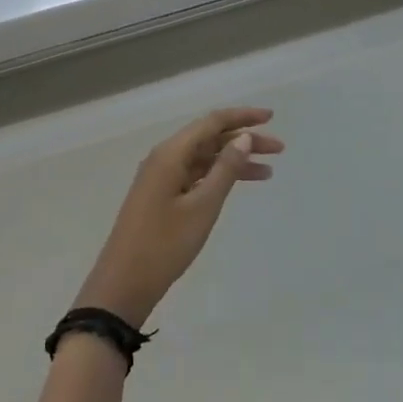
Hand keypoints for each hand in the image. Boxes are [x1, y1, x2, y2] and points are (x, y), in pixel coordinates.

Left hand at [75, 108, 283, 325]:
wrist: (123, 284)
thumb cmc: (164, 244)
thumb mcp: (202, 207)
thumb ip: (225, 170)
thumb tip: (244, 137)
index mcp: (171, 153)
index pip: (212, 122)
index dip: (243, 117)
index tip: (271, 117)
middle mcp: (165, 158)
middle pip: (209, 138)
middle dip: (244, 140)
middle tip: (278, 149)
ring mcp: (161, 177)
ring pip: (204, 158)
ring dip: (234, 160)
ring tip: (268, 171)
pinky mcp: (161, 196)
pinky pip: (195, 175)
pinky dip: (218, 177)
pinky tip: (238, 184)